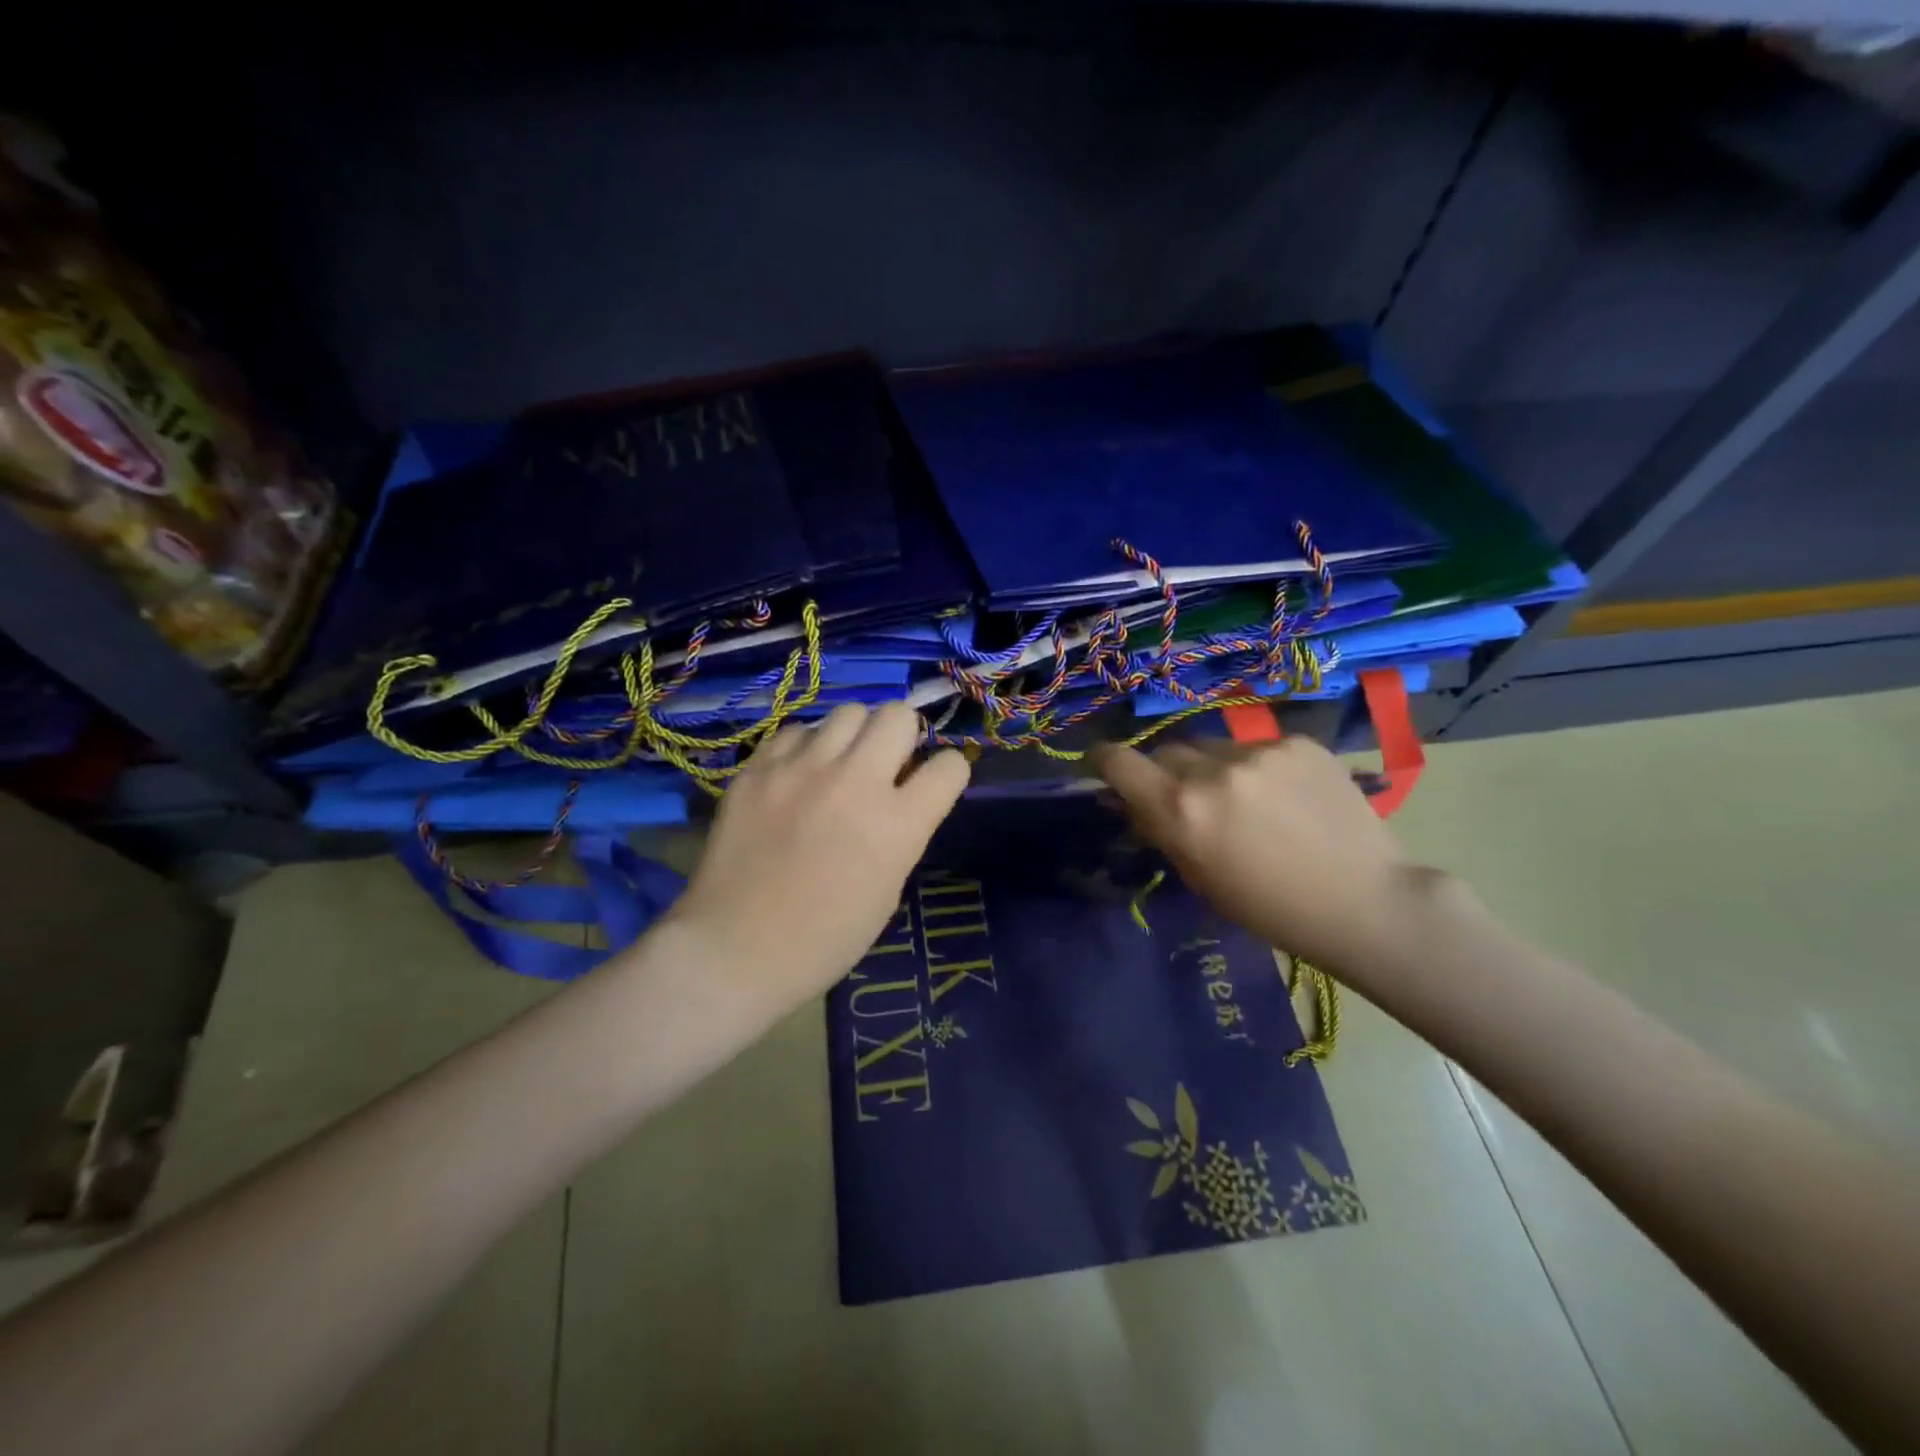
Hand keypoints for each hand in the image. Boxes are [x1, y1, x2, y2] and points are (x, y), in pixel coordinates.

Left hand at [667, 702, 969, 1012]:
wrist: (736, 949)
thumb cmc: (825, 938)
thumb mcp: (888, 888)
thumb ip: (903, 830)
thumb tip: (903, 791)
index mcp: (898, 824)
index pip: (950, 765)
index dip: (948, 772)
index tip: (933, 782)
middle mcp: (855, 782)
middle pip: (898, 715)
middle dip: (903, 734)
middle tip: (888, 761)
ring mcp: (801, 769)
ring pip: (848, 712)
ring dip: (856, 735)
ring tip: (841, 763)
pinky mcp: (758, 768)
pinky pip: (797, 732)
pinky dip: (807, 747)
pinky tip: (798, 774)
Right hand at [1091, 736, 1440, 977]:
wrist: (1365, 900)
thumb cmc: (1271, 907)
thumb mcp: (1200, 877)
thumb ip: (1161, 830)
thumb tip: (1130, 802)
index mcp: (1181, 809)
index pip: (1119, 761)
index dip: (1104, 760)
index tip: (1104, 765)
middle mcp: (1213, 770)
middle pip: (1167, 752)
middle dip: (1168, 773)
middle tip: (1190, 799)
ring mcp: (1259, 751)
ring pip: (1214, 747)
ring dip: (1214, 768)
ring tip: (1247, 800)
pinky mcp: (1299, 742)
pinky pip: (1257, 747)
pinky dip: (1258, 767)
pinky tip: (1286, 796)